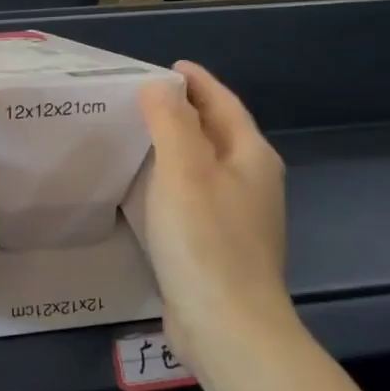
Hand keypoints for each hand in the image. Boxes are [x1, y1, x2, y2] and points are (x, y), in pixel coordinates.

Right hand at [137, 61, 293, 362]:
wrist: (226, 324)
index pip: (223, 104)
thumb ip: (171, 121)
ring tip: (137, 138)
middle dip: (185, 112)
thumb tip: (159, 86)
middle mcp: (252, 183)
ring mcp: (238, 218)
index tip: (167, 67)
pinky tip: (144, 192)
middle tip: (141, 100)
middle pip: (217, 134)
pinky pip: (192, 199)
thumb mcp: (184, 170)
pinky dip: (170, 184)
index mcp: (251, 157)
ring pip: (204, 168)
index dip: (197, 82)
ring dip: (176, 149)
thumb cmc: (205, 240)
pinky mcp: (218, 247)